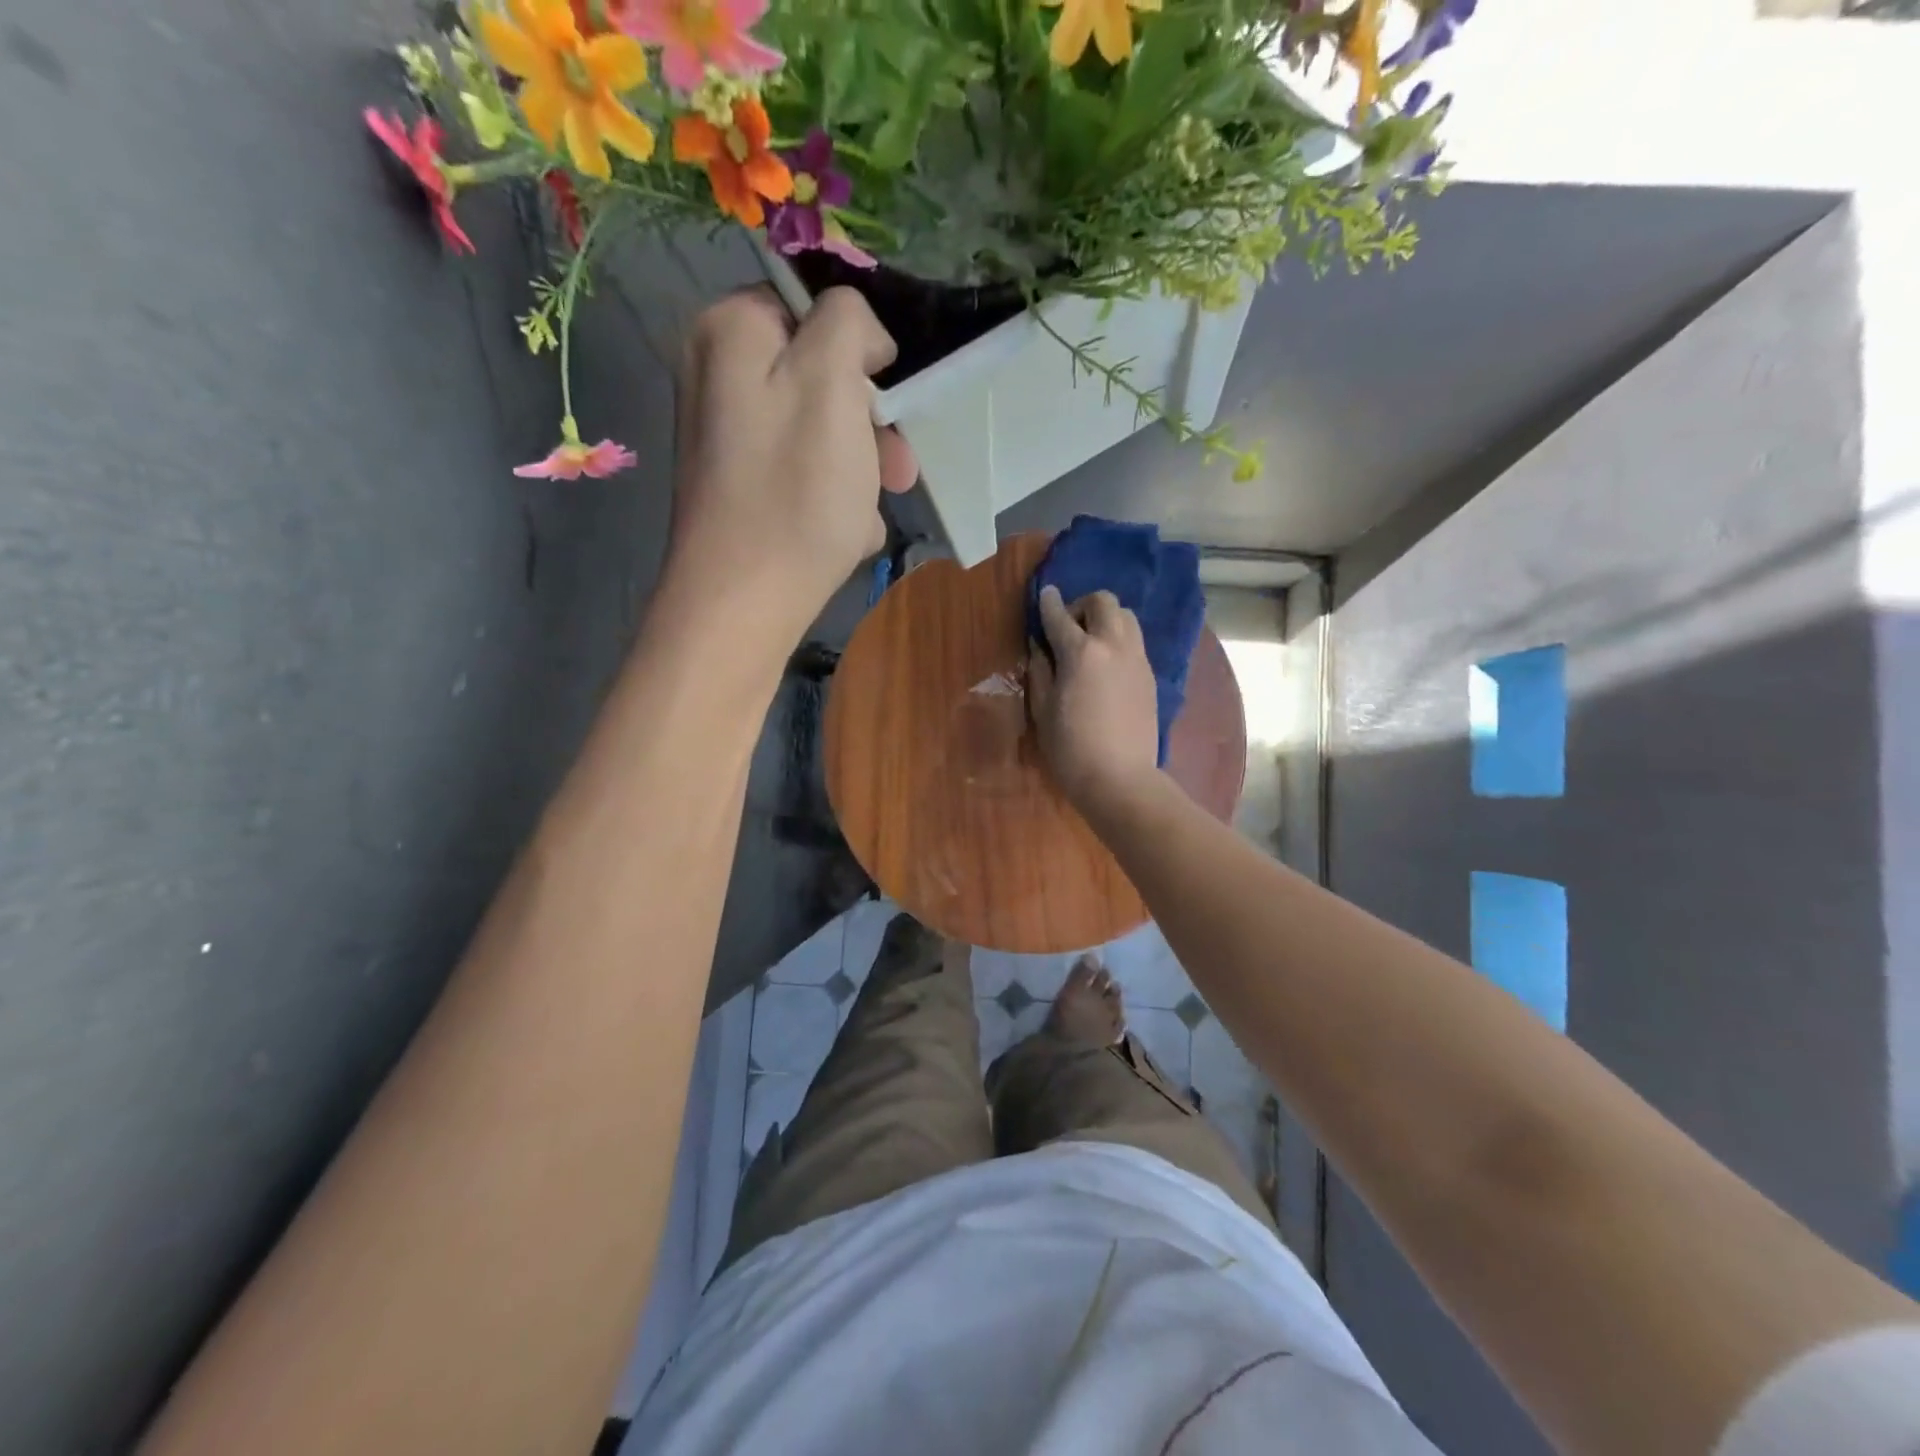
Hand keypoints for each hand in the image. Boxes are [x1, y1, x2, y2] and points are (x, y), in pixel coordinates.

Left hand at [665, 286, 917, 648]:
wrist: (745, 604)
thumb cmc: (795, 492)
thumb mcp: (832, 382)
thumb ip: (847, 322)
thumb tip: (857, 332)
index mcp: (729, 330)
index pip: (813, 306)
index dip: (860, 349)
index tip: (886, 397)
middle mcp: (717, 376)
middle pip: (819, 376)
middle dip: (868, 422)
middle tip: (898, 468)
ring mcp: (727, 438)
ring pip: (820, 432)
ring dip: (859, 468)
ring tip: (870, 510)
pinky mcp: (741, 489)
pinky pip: (803, 474)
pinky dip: (832, 499)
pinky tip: (844, 532)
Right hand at [1027, 585, 1160, 814]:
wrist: (1120, 779)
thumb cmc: (1071, 749)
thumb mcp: (1043, 710)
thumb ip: (1041, 671)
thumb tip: (1040, 647)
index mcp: (1081, 652)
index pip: (1060, 616)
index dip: (1048, 603)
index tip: (1044, 595)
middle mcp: (1113, 645)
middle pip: (1104, 602)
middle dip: (1083, 606)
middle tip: (1068, 628)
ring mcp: (1137, 659)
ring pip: (1126, 617)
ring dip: (1106, 619)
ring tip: (1091, 644)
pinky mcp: (1150, 676)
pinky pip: (1135, 642)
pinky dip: (1119, 641)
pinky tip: (1107, 666)